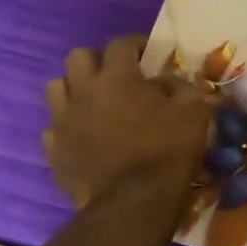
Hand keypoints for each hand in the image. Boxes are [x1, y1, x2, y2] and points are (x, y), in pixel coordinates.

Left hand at [43, 36, 210, 225]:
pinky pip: (53, 128)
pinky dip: (67, 126)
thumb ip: (181, 86)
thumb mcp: (193, 110)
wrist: (134, 202)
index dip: (136, 43)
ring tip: (94, 102)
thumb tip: (167, 81)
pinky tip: (85, 135)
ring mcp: (63, 122)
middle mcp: (83, 92)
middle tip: (117, 75)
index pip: (121, 43)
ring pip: (56, 88)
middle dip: (97, 60)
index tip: (149, 53)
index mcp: (117, 77)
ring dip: (74, 89)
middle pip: (77, 57)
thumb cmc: (168, 150)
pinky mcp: (54, 151)